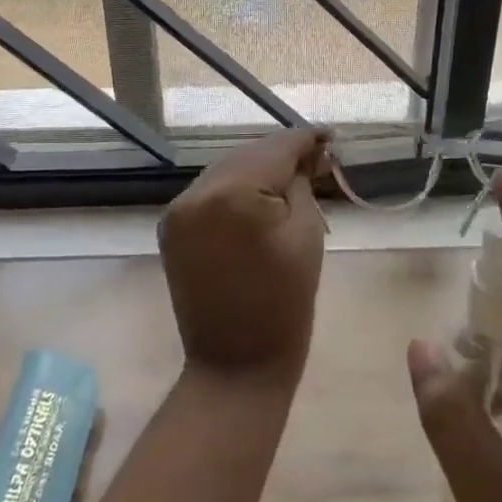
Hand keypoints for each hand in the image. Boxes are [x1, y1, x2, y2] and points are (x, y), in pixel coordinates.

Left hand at [158, 128, 332, 384]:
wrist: (236, 365)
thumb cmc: (285, 303)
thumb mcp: (306, 234)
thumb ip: (302, 183)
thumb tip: (307, 154)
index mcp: (232, 194)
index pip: (275, 149)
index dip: (305, 140)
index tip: (330, 135)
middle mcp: (196, 192)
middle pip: (248, 155)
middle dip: (282, 154)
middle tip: (318, 157)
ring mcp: (177, 210)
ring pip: (227, 170)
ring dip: (258, 169)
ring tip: (292, 174)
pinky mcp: (171, 227)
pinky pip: (210, 193)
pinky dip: (236, 189)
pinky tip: (259, 195)